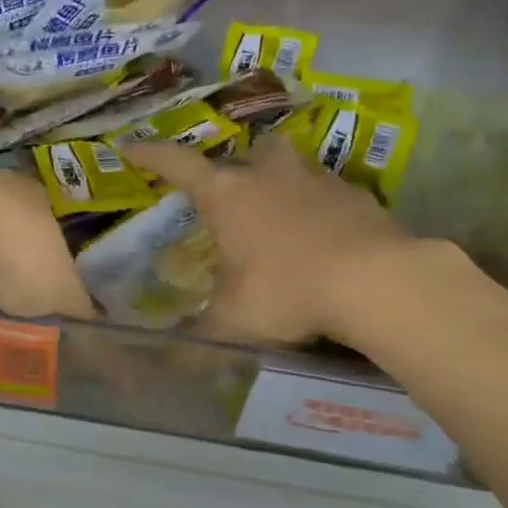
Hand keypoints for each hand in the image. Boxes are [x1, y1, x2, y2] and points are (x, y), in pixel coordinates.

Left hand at [0, 167, 95, 320]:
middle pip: (6, 217)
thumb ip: (78, 302)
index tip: (39, 279)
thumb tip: (92, 315)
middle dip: (4, 249)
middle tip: (1, 287)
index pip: (49, 220)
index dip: (47, 250)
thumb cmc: (14, 259)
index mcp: (39, 195)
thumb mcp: (60, 291)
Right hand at [124, 137, 445, 344]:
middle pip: (253, 152)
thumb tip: (173, 361)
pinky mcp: (359, 197)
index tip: (131, 146)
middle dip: (243, 166)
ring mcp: (319, 181)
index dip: (152, 155)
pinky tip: (328, 241)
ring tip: (285, 220)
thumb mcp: (234, 321)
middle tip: (239, 192)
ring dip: (285, 185)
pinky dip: (324, 211)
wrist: (376, 280)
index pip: (179, 165)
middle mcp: (271, 177)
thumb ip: (201, 335)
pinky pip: (332, 195)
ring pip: (295, 168)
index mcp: (229, 196)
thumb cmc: (287, 292)